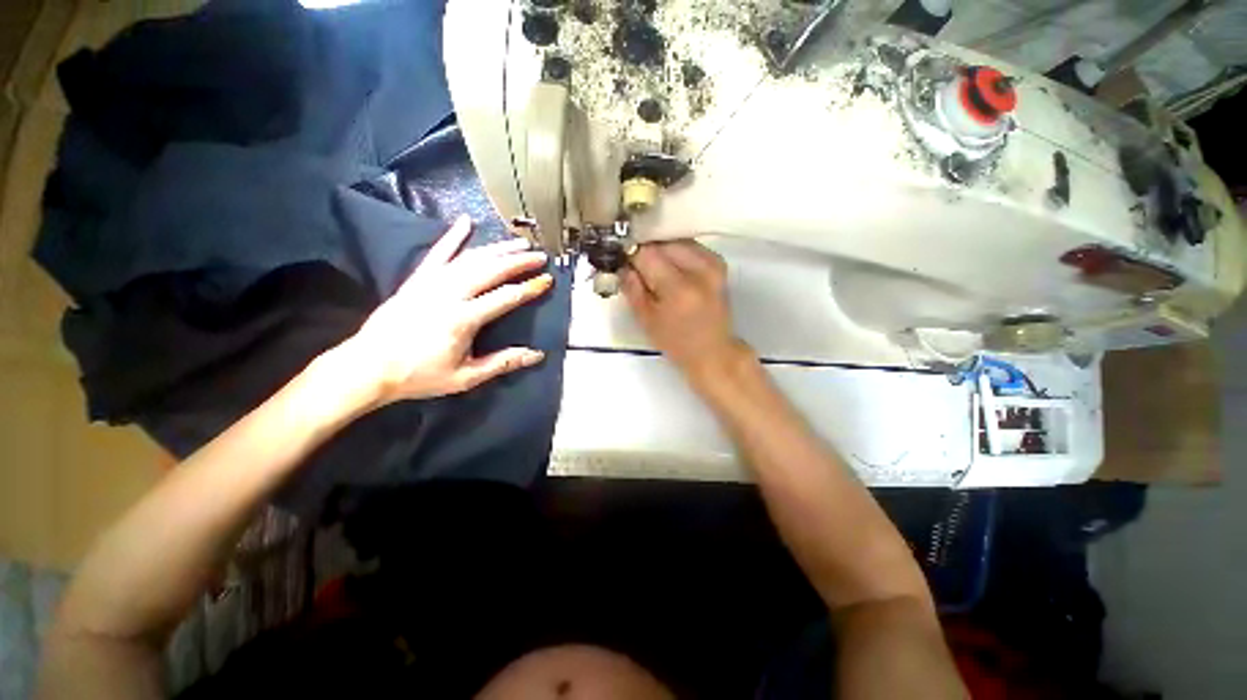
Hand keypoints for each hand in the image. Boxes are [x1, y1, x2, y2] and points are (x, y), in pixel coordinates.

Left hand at [338, 215, 552, 407]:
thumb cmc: (419, 376)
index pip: (506, 297)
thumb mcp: (465, 377)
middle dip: (519, 261)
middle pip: (491, 270)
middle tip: (539, 255)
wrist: (368, 367)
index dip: (529, 288)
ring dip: (497, 248)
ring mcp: (431, 282)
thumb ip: (502, 363)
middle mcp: (449, 294)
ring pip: (470, 258)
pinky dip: (453, 236)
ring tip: (519, 243)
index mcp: (463, 319)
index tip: (546, 280)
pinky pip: (438, 252)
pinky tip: (466, 222)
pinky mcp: (417, 279)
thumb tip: (536, 355)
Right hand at [622, 241, 746, 380]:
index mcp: (678, 288)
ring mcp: (713, 264)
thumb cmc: (676, 342)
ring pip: (677, 240)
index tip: (621, 260)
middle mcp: (699, 269)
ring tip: (651, 266)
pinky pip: (690, 246)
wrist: (712, 351)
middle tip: (634, 265)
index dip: (630, 254)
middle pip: (663, 242)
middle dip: (646, 250)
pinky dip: (676, 251)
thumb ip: (632, 288)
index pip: (647, 254)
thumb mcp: (646, 320)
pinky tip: (669, 266)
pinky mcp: (718, 263)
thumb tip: (622, 262)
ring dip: (661, 249)